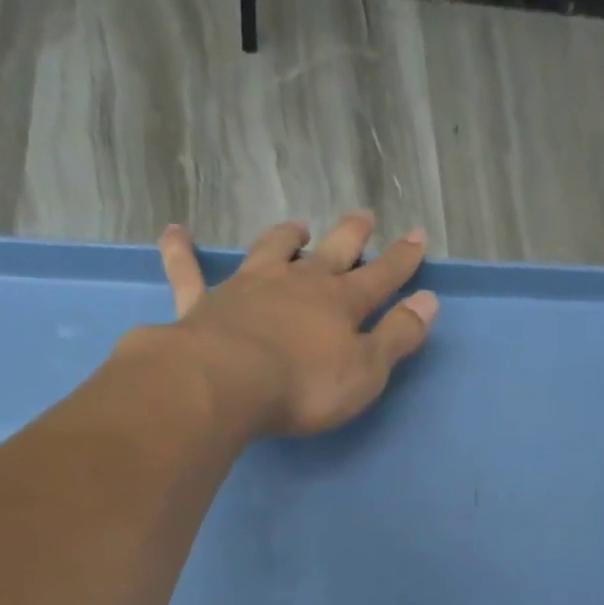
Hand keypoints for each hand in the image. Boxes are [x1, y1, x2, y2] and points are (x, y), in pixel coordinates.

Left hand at [152, 211, 438, 438]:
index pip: (380, 278)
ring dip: (285, 238)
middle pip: (330, 252)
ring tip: (295, 227)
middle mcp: (297, 284)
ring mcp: (248, 288)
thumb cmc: (304, 386)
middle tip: (363, 217)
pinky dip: (182, 253)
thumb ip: (397, 337)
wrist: (228, 382)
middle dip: (351, 236)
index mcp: (339, 304)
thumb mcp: (366, 371)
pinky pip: (189, 272)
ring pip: (271, 251)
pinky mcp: (204, 303)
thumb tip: (428, 302)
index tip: (417, 236)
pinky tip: (174, 233)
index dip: (401, 260)